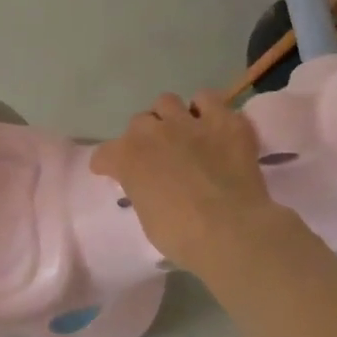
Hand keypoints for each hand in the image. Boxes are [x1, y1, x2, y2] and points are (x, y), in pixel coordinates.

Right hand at [91, 90, 299, 273]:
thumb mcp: (147, 217)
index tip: (112, 173)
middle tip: (159, 155)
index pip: (104, 154)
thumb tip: (150, 186)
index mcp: (127, 157)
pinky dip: (208, 110)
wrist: (231, 232)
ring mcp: (188, 123)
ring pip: (167, 101)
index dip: (108, 165)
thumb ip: (142, 190)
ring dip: (170, 116)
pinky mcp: (224, 122)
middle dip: (145, 137)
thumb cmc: (183, 236)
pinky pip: (209, 99)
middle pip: (139, 122)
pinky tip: (213, 125)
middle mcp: (152, 132)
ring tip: (183, 132)